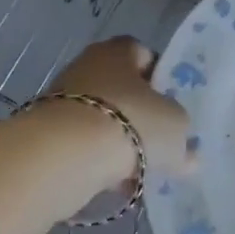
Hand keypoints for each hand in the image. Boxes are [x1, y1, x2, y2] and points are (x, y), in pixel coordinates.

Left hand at [42, 38, 193, 180]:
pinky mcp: (47, 131)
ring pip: (103, 120)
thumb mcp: (175, 128)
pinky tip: (113, 182)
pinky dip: (98, 160)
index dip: (161, 79)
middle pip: (122, 90)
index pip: (145, 55)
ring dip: (119, 142)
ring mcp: (62, 98)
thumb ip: (183, 138)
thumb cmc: (130, 122)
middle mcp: (87, 66)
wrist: (65, 155)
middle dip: (140, 117)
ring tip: (138, 170)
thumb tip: (187, 155)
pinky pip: (83, 144)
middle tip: (159, 142)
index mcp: (118, 51)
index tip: (173, 106)